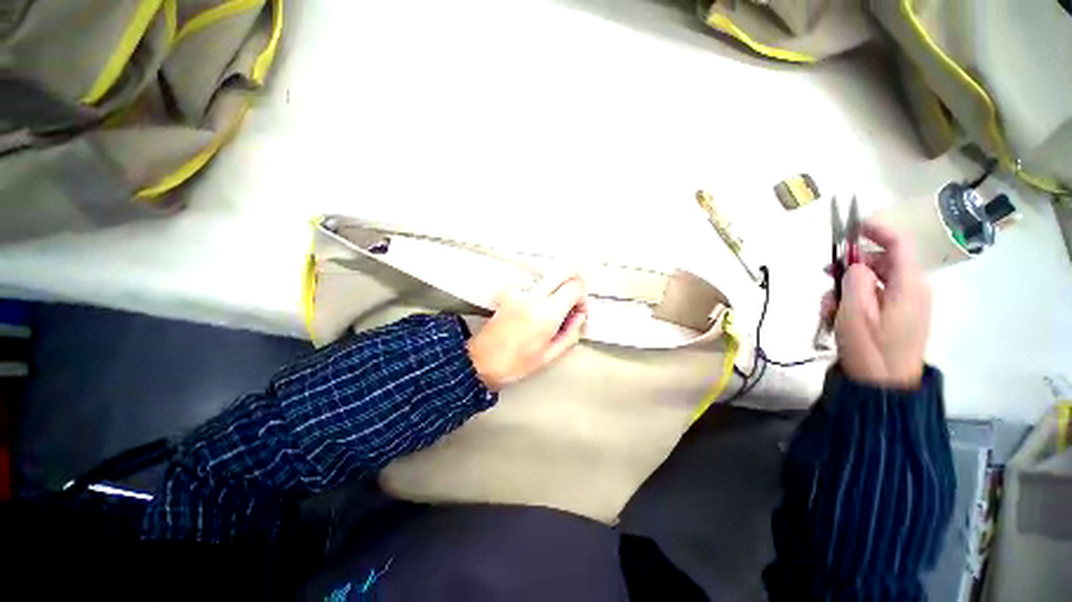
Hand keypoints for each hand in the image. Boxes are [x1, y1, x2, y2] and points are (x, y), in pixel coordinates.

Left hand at [467, 273, 588, 390]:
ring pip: (548, 280)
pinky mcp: (509, 295)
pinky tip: (535, 316)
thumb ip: (570, 333)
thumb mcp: (549, 356)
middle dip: (573, 286)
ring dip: (556, 292)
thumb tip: (579, 318)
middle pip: (563, 273)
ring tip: (550, 316)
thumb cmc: (511, 364)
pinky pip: (533, 288)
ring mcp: (519, 293)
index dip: (582, 298)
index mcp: (546, 314)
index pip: (575, 287)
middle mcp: (533, 298)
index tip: (579, 311)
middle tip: (572, 304)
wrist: (481, 362)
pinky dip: (540, 296)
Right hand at [822, 221, 930, 388]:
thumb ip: (854, 276)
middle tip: (827, 277)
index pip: (897, 241)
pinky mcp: (905, 327)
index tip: (851, 229)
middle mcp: (915, 292)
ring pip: (881, 285)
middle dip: (854, 267)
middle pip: (885, 263)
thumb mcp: (856, 313)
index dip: (874, 229)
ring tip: (828, 309)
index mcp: (910, 284)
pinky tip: (841, 321)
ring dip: (853, 290)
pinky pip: (884, 304)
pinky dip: (863, 306)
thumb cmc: (872, 356)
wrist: (885, 404)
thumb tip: (857, 267)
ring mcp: (911, 312)